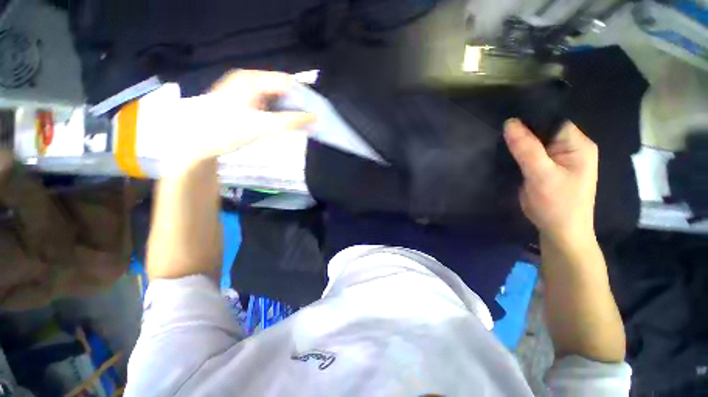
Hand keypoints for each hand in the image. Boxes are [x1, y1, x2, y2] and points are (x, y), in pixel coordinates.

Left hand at [162, 70, 314, 168]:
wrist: (197, 144)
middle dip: (296, 105)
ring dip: (287, 110)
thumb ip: (291, 121)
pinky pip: (267, 105)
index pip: (286, 82)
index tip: (315, 113)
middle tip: (309, 121)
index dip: (303, 96)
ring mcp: (244, 92)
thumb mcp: (263, 126)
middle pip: (280, 89)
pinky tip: (283, 124)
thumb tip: (316, 118)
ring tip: (299, 124)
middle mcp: (248, 81)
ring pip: (274, 98)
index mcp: (252, 80)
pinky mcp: (242, 103)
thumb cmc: (228, 131)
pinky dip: (277, 114)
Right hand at [504, 119, 598, 245]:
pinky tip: (505, 151)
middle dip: (522, 130)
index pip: (553, 120)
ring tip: (498, 138)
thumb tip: (509, 123)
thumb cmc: (557, 204)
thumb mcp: (542, 175)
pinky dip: (517, 152)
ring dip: (518, 142)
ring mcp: (557, 158)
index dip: (531, 117)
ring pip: (534, 142)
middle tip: (499, 130)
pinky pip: (529, 154)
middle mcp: (570, 148)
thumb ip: (526, 149)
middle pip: (543, 130)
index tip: (507, 119)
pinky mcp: (545, 168)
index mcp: (578, 145)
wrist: (558, 231)